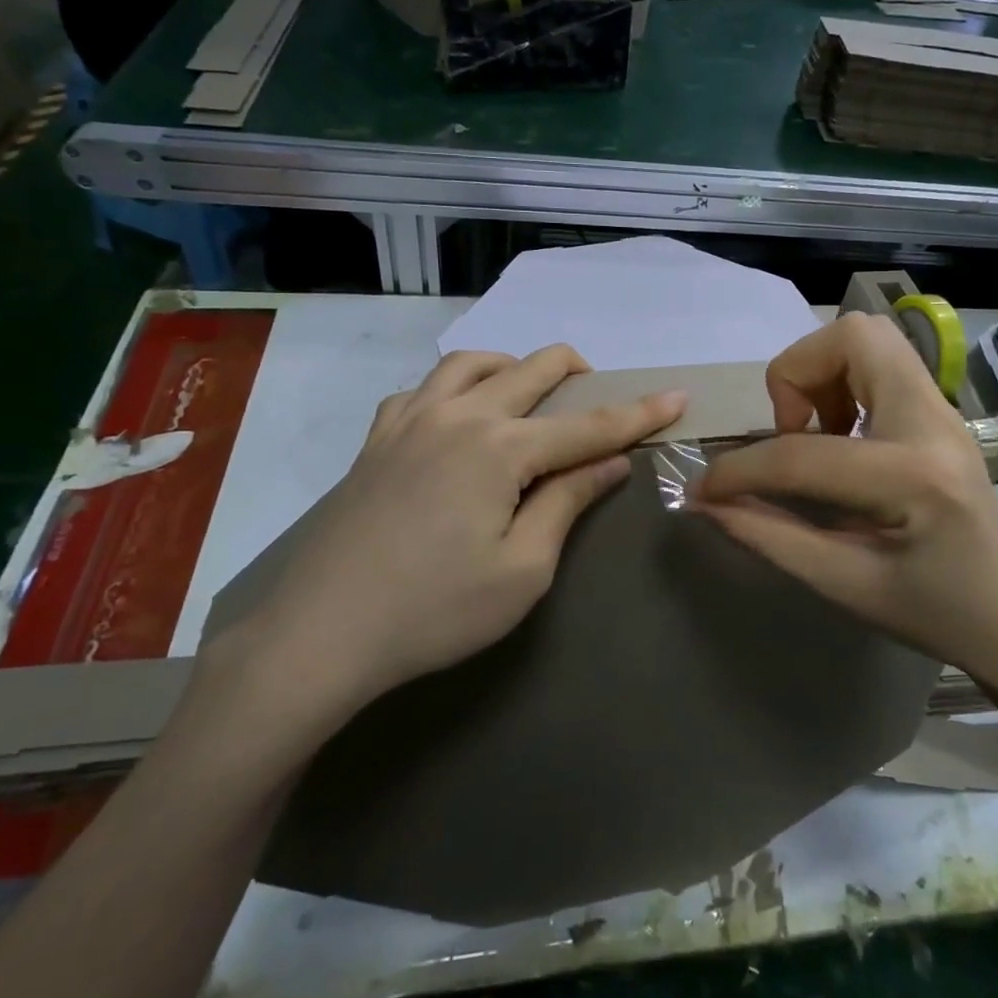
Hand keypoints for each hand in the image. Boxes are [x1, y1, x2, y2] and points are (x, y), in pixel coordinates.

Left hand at [206, 347, 684, 756]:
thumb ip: (567, 503)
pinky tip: (458, 415)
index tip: (677, 397)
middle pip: (532, 370)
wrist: (320, 635)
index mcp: (500, 448)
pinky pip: (423, 387)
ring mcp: (410, 420)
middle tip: (601, 395)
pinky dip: (456, 386)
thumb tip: (609, 461)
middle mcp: (458, 415)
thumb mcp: (522, 570)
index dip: (638, 413)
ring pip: (473, 363)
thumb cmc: (434, 612)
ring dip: (514, 367)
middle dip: (578, 372)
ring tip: (530, 395)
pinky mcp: (377, 438)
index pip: (588, 425)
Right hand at [692, 314, 997, 705]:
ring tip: (818, 435)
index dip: (740, 469)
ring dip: (821, 374)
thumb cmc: (932, 611)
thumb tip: (705, 503)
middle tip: (792, 434)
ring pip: (868, 337)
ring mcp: (943, 408)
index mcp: (913, 478)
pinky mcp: (939, 408)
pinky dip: (843, 382)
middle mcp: (934, 422)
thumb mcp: (843, 584)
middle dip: (798, 375)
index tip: (706, 489)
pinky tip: (842, 439)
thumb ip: (768, 535)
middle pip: (854, 337)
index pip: (803, 452)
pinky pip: (880, 361)